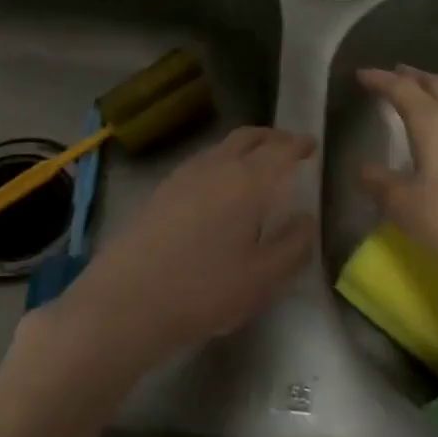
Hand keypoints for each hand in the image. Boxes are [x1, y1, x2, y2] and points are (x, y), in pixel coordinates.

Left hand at [51, 126, 316, 375]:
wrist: (127, 299)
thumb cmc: (205, 289)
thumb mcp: (263, 278)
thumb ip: (293, 245)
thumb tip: (306, 219)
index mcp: (247, 181)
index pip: (279, 151)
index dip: (297, 145)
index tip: (310, 144)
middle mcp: (215, 167)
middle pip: (247, 137)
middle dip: (270, 137)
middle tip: (287, 145)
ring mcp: (182, 176)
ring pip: (220, 148)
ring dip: (243, 148)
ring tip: (255, 165)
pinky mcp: (160, 191)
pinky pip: (200, 163)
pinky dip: (220, 163)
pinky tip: (218, 188)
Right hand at [357, 66, 437, 289]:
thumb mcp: (405, 206)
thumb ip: (380, 183)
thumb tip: (363, 168)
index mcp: (432, 121)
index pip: (401, 89)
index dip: (380, 79)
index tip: (362, 74)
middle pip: (435, 84)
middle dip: (412, 77)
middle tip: (394, 75)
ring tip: (426, 94)